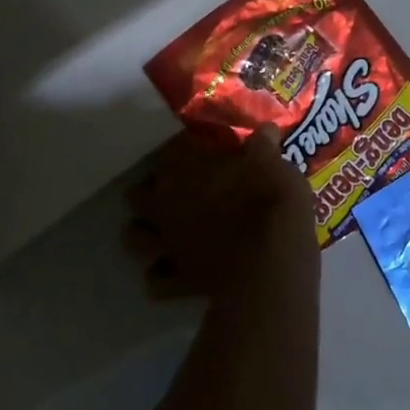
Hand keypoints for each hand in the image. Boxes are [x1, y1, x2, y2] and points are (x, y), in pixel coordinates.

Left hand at [125, 125, 317, 297]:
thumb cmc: (272, 200)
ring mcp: (171, 244)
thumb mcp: (274, 164)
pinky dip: (160, 275)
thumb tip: (266, 128)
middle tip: (171, 190)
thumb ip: (263, 147)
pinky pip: (157, 281)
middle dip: (149, 192)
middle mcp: (168, 205)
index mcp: (187, 169)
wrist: (273, 259)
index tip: (194, 151)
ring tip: (161, 230)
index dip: (181, 151)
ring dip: (144, 232)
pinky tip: (171, 272)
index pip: (170, 151)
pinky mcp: (181, 280)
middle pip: (138, 196)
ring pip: (135, 237)